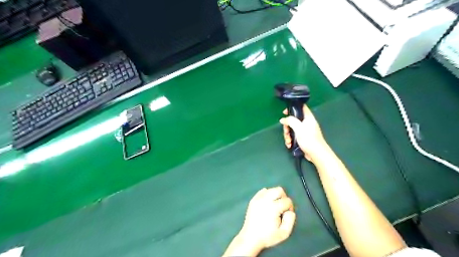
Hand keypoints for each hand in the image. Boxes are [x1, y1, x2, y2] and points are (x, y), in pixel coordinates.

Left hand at [224, 187, 295, 256]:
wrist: (250, 238)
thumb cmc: (268, 236)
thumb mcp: (284, 233)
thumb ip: (290, 219)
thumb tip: (290, 210)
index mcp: (273, 208)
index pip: (287, 201)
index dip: (290, 207)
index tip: (287, 215)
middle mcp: (265, 200)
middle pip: (279, 190)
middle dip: (284, 197)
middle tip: (282, 207)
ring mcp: (258, 198)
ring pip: (271, 189)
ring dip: (276, 196)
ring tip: (275, 206)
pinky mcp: (253, 199)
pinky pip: (263, 191)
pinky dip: (267, 195)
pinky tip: (267, 204)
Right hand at [278, 104, 327, 160]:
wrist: (316, 154)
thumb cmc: (309, 139)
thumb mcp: (298, 128)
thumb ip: (290, 121)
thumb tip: (283, 119)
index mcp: (308, 117)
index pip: (301, 107)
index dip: (293, 107)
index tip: (285, 112)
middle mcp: (306, 123)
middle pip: (293, 120)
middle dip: (287, 127)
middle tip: (286, 132)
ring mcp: (304, 131)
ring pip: (292, 129)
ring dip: (288, 135)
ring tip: (288, 141)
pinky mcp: (302, 138)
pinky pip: (294, 136)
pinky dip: (290, 140)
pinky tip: (290, 144)